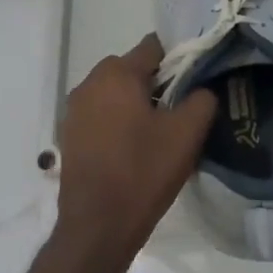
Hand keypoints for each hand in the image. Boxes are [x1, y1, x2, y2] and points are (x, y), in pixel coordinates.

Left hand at [54, 35, 216, 268]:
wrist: (97, 226)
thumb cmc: (143, 172)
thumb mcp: (187, 134)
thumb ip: (202, 99)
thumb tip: (202, 89)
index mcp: (117, 73)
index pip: (154, 46)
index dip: (178, 58)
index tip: (195, 80)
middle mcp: (90, 82)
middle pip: (132, 68)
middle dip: (156, 82)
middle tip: (179, 108)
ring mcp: (74, 109)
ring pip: (115, 91)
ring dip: (135, 102)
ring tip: (158, 131)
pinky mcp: (69, 133)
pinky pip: (101, 113)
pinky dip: (117, 120)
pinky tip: (133, 147)